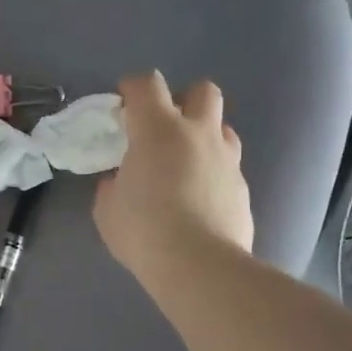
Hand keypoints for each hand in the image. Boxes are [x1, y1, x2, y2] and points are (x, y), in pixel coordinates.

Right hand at [94, 72, 253, 285]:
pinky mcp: (243, 187)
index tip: (122, 106)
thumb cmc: (143, 230)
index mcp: (158, 129)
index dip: (133, 88)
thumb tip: (120, 181)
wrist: (199, 266)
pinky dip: (213, 173)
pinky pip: (228, 166)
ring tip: (185, 163)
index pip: (147, 84)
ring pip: (223, 127)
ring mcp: (226, 159)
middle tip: (164, 127)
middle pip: (202, 91)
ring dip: (204, 136)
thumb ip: (113, 185)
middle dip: (183, 100)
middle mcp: (197, 133)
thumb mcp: (108, 209)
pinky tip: (200, 198)